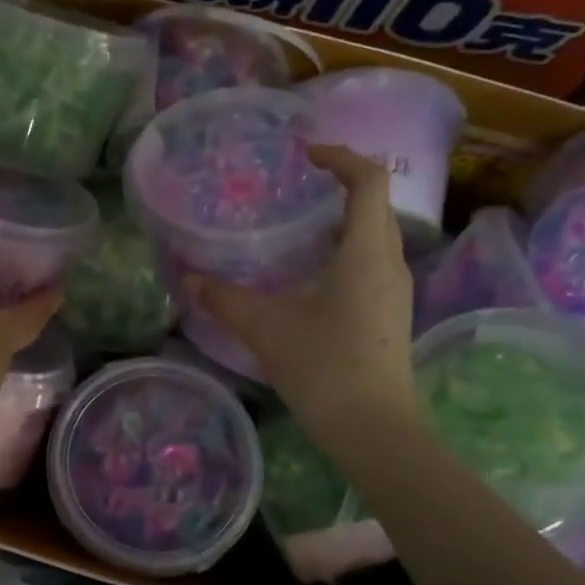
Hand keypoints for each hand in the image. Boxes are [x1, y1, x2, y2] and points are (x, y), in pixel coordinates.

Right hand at [190, 145, 417, 441]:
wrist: (373, 429)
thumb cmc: (324, 367)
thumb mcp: (265, 328)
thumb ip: (225, 300)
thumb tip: (189, 280)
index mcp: (365, 252)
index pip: (369, 181)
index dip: (341, 157)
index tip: (306, 155)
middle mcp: (389, 262)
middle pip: (375, 203)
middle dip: (342, 183)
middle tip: (297, 185)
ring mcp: (395, 289)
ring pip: (375, 234)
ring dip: (344, 217)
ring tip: (300, 222)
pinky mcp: (390, 312)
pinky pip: (373, 260)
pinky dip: (346, 247)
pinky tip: (311, 270)